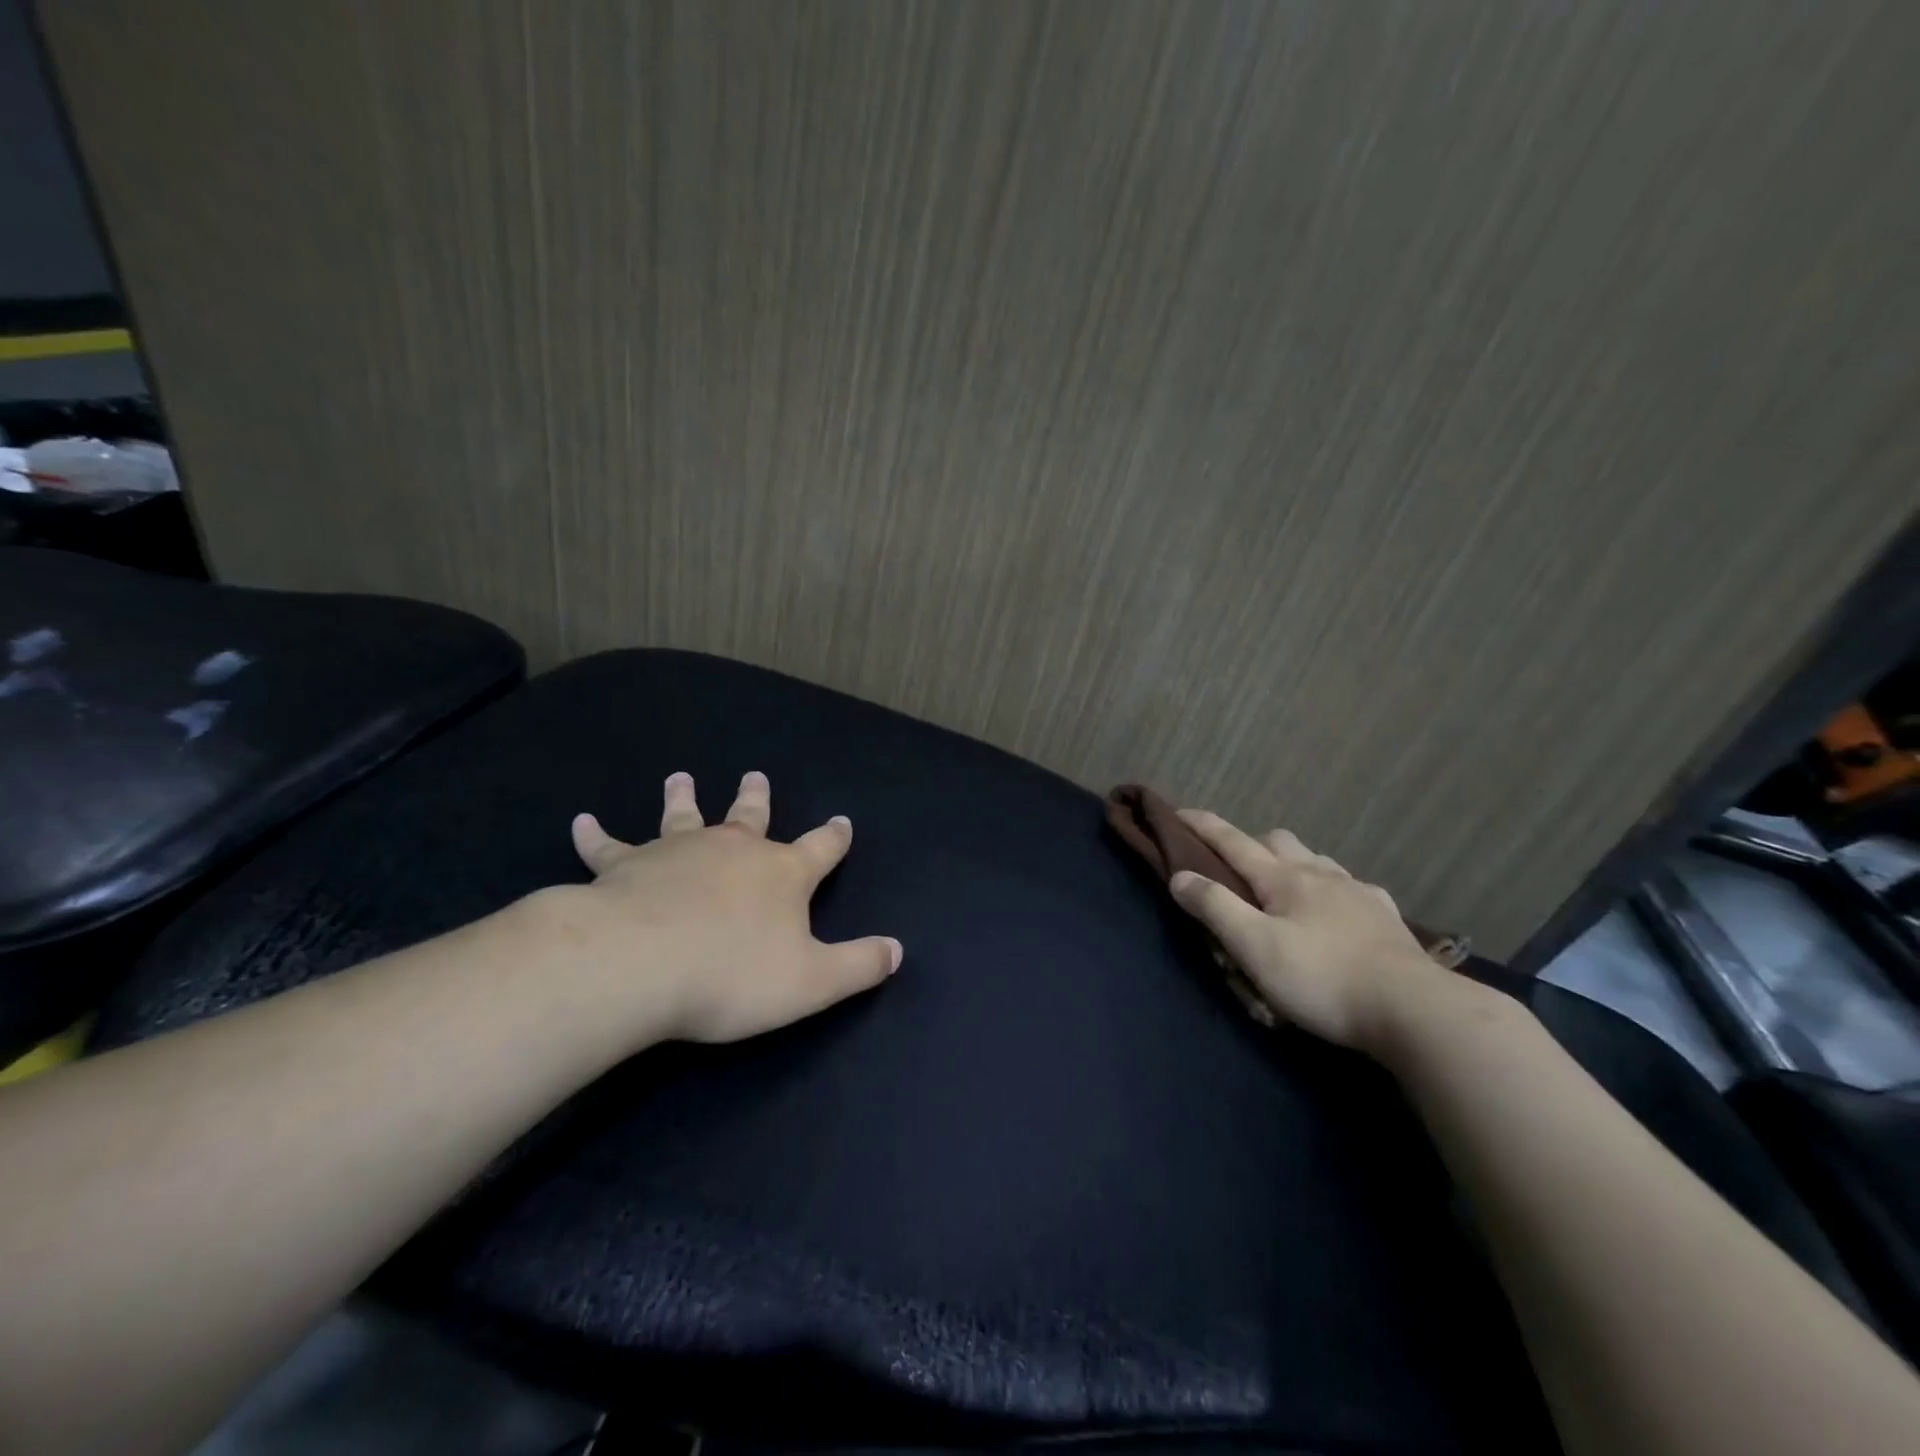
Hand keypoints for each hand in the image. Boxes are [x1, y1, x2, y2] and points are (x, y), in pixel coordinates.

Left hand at [537, 770, 901, 1043]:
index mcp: (781, 874)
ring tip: (680, 777)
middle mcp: (733, 850)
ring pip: (683, 816)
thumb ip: (858, 966)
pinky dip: (595, 835)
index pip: (820, 849)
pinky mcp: (624, 866)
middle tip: (755, 775)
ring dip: (683, 797)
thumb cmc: (732, 974)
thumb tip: (897, 950)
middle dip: (756, 798)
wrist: (638, 965)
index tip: (842, 822)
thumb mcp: (811, 982)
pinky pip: (608, 846)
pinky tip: (582, 822)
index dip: (834, 837)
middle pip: (750, 817)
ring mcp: (677, 851)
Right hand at [1167, 809, 1441, 1052]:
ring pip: (1316, 859)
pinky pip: (1350, 886)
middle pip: (1278, 840)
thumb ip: (1214, 908)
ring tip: (1283, 886)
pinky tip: (1336, 910)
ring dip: (1291, 862)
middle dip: (1250, 842)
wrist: (1415, 1009)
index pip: (1233, 842)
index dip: (1204, 826)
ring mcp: (1358, 892)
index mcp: (1284, 879)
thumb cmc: (1322, 979)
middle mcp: (1320, 874)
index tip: (1179, 811)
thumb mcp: (1255, 947)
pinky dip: (1329, 888)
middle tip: (1234, 864)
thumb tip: (1179, 877)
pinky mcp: (1386, 917)